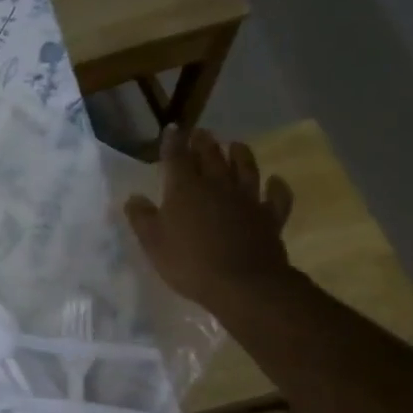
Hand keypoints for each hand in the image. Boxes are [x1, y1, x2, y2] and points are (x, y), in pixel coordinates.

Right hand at [126, 126, 295, 313]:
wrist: (242, 284)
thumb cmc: (189, 262)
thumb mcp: (153, 242)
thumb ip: (142, 217)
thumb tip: (135, 197)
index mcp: (184, 189)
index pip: (176, 158)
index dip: (173, 142)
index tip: (172, 129)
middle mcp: (217, 186)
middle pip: (211, 157)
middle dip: (204, 143)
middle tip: (202, 133)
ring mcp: (247, 200)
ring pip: (245, 169)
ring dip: (240, 154)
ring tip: (236, 145)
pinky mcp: (269, 217)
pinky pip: (276, 197)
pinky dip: (277, 187)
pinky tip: (276, 181)